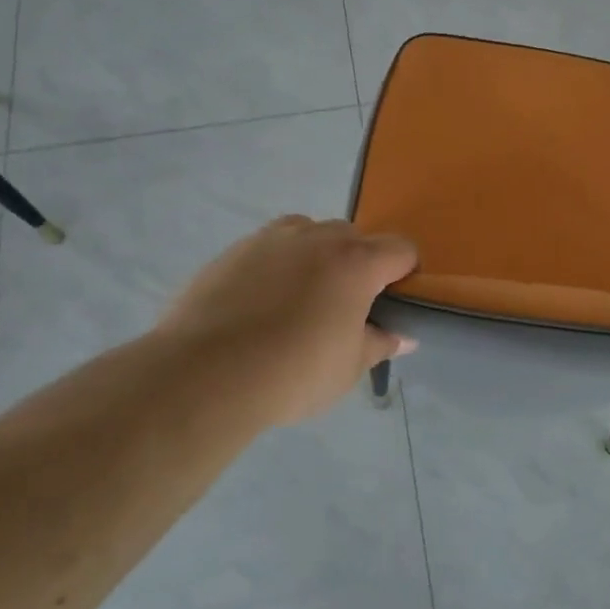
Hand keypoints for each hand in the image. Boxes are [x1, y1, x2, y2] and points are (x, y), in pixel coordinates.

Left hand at [160, 216, 417, 427]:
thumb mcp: (349, 367)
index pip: (401, 248)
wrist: (204, 375)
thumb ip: (379, 344)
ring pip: (308, 233)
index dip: (405, 272)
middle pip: (354, 236)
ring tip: (300, 299)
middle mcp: (317, 237)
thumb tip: (402, 337)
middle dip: (358, 263)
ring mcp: (270, 239)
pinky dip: (276, 266)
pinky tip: (260, 305)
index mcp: (356, 262)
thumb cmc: (293, 372)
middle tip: (344, 307)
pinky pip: (269, 248)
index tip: (393, 301)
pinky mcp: (233, 251)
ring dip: (316, 256)